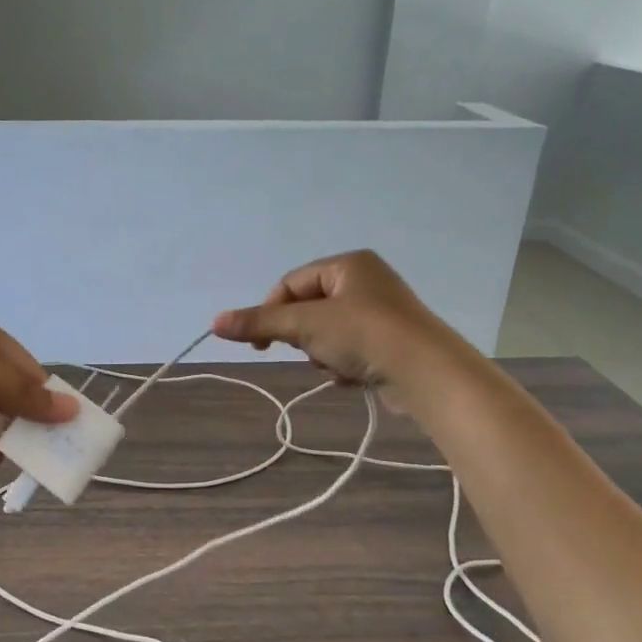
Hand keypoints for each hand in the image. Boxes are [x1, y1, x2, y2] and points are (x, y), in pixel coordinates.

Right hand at [211, 250, 458, 385]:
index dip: (271, 311)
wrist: (426, 372)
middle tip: (310, 351)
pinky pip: (352, 349)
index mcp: (348, 264)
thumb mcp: (305, 325)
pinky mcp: (393, 342)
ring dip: (323, 353)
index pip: (291, 283)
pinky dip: (345, 364)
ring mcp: (383, 312)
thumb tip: (215, 322)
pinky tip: (354, 376)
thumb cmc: (363, 334)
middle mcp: (367, 281)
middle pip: (310, 308)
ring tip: (338, 366)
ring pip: (329, 332)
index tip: (261, 344)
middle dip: (304, 336)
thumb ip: (260, 322)